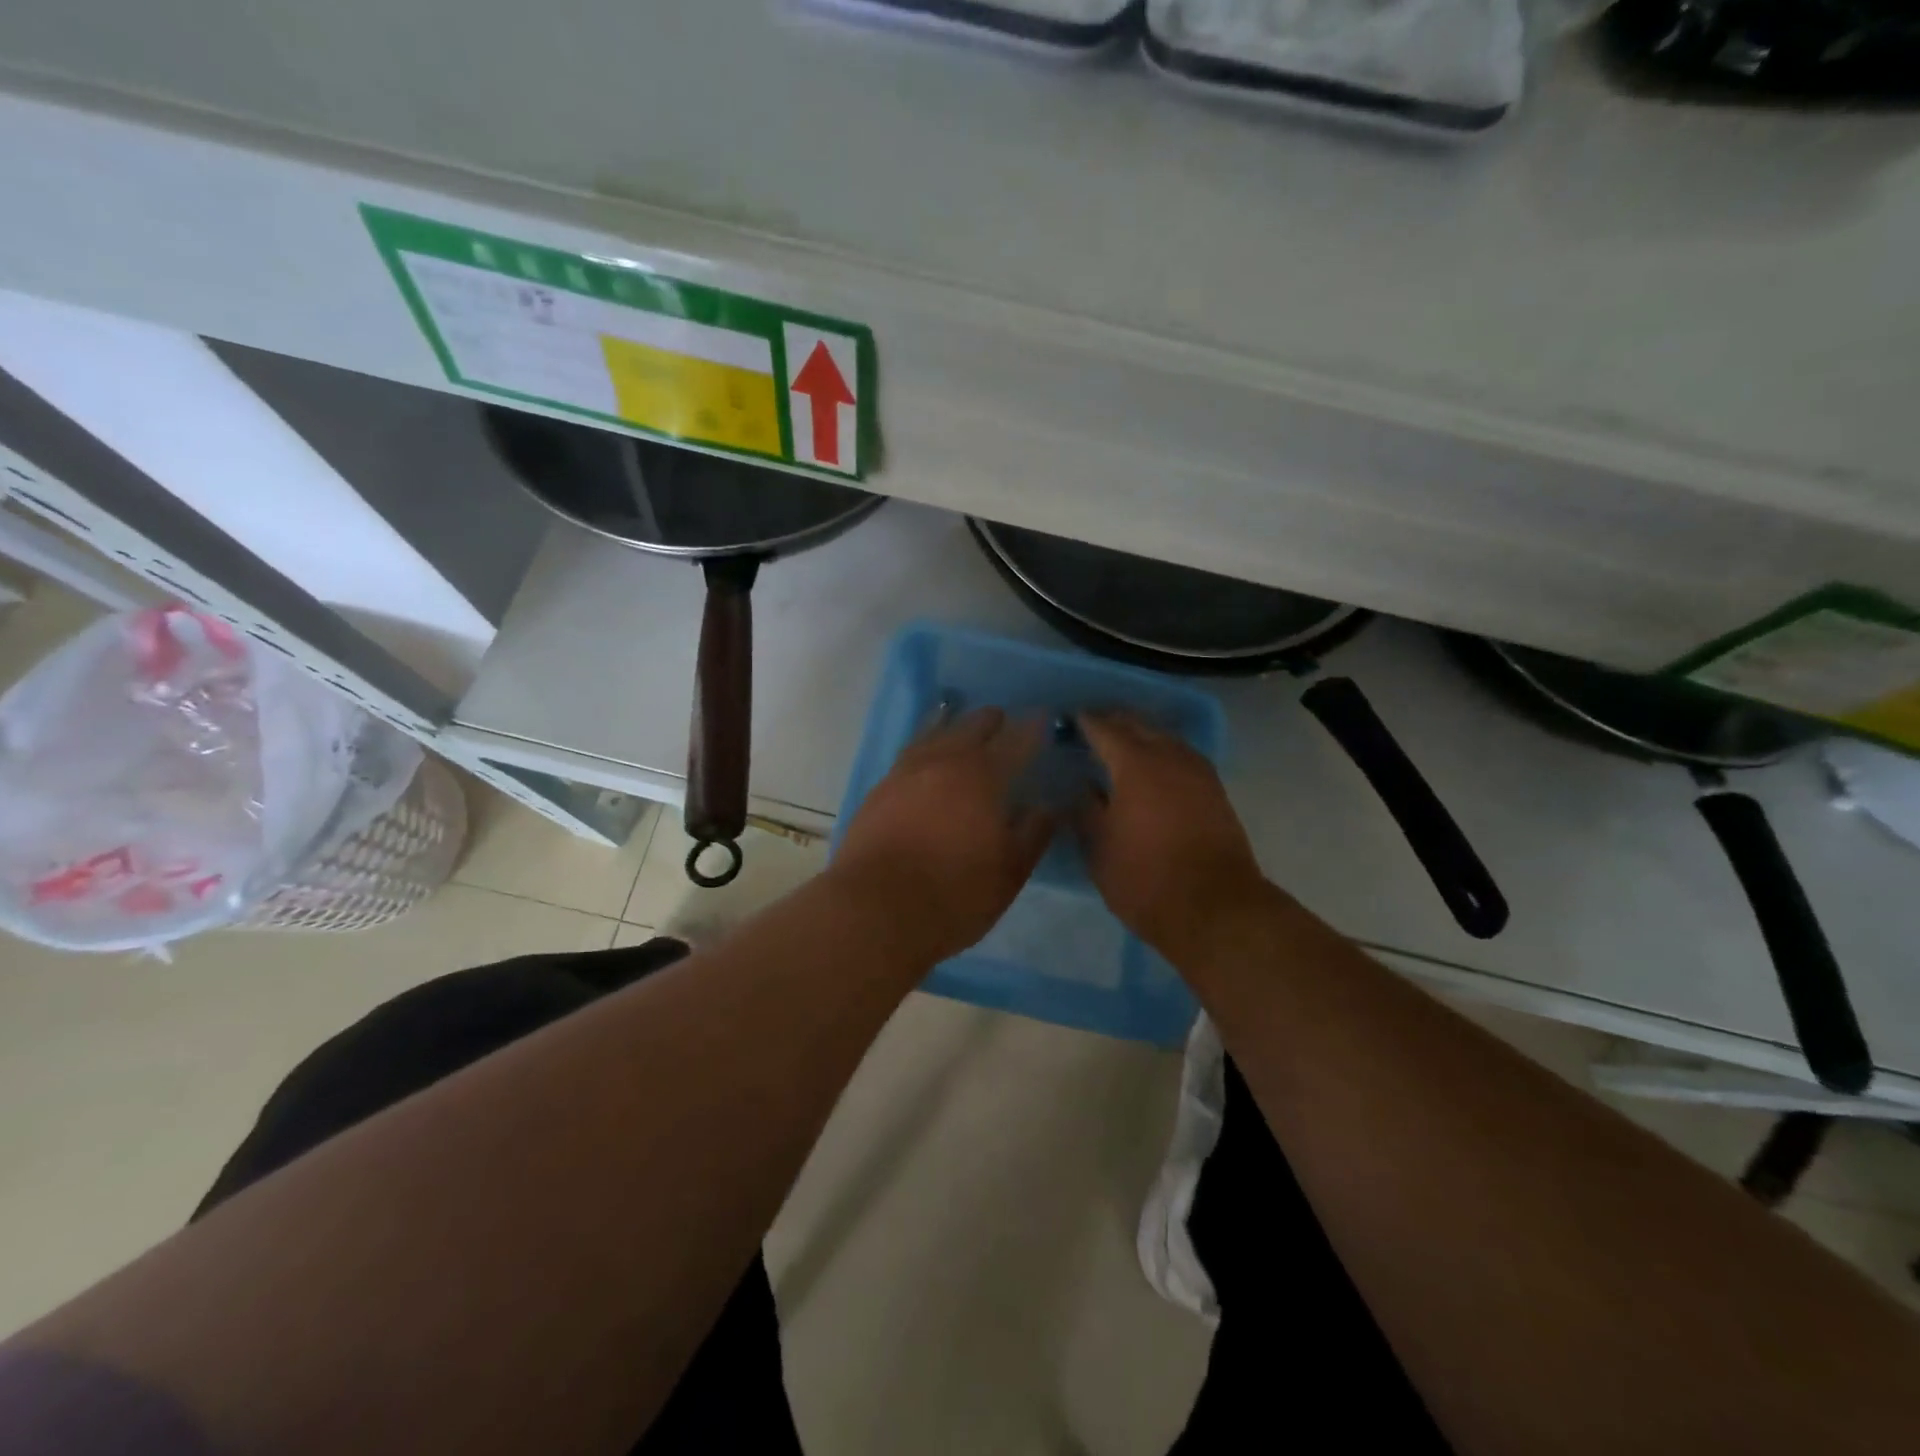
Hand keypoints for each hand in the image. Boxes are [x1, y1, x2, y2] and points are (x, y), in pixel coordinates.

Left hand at [830, 707, 1054, 963]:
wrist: (875, 910)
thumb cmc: (954, 894)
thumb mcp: (1010, 871)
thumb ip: (1033, 832)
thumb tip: (1049, 805)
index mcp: (983, 776)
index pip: (1016, 741)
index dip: (1033, 728)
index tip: (1044, 717)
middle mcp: (944, 762)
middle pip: (971, 727)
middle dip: (992, 721)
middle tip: (1003, 719)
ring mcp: (906, 772)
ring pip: (933, 732)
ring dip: (951, 722)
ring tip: (957, 715)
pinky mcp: (879, 789)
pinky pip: (908, 751)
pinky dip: (923, 742)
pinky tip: (924, 751)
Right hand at [1077, 713, 1266, 956]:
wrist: (1215, 909)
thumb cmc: (1145, 878)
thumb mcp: (1099, 848)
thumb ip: (1085, 811)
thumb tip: (1081, 787)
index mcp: (1136, 764)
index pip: (1104, 729)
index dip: (1084, 722)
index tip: (1068, 720)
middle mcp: (1170, 756)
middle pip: (1139, 725)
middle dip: (1114, 722)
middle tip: (1091, 728)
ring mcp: (1198, 772)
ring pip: (1165, 738)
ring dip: (1141, 736)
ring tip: (1120, 746)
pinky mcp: (1215, 792)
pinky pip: (1182, 757)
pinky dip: (1162, 754)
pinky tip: (1151, 770)